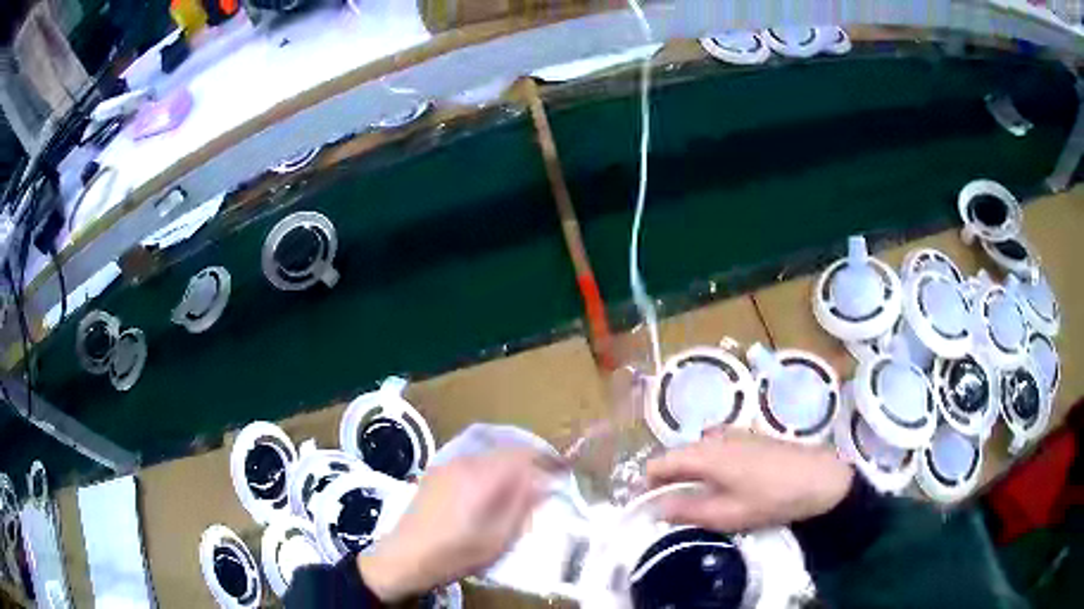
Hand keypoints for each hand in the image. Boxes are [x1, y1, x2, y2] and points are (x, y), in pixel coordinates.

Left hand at [357, 448, 556, 600]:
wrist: (404, 557)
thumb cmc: (455, 553)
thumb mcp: (499, 538)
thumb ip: (523, 506)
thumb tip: (544, 482)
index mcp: (481, 476)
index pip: (523, 454)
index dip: (546, 460)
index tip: (562, 472)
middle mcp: (463, 462)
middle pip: (506, 451)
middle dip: (529, 464)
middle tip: (543, 485)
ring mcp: (446, 465)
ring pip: (488, 456)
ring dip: (508, 468)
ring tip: (518, 493)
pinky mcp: (435, 474)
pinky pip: (472, 464)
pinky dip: (489, 472)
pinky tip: (488, 496)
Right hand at [645, 429, 852, 531]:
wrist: (819, 478)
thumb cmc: (771, 497)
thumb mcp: (728, 514)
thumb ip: (689, 511)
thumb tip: (658, 509)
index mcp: (705, 454)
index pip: (660, 464)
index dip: (646, 485)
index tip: (645, 508)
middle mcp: (714, 438)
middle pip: (677, 456)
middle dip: (667, 481)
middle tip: (670, 510)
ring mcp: (734, 434)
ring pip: (697, 453)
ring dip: (688, 475)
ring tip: (696, 501)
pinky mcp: (749, 438)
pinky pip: (716, 450)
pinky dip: (707, 467)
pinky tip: (723, 486)